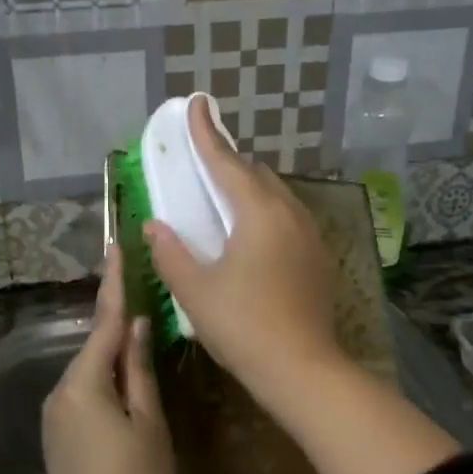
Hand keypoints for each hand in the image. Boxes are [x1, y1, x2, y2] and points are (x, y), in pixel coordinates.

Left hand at [40, 245, 175, 473]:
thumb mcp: (148, 424)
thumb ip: (140, 370)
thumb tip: (139, 326)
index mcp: (84, 382)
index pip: (104, 321)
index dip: (113, 283)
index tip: (116, 247)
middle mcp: (61, 390)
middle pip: (96, 345)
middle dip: (119, 321)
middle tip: (144, 291)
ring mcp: (56, 415)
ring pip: (91, 371)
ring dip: (116, 354)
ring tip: (146, 337)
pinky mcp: (59, 436)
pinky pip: (86, 393)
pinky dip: (108, 380)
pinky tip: (129, 383)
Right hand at [143, 96, 344, 395]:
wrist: (303, 370)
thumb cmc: (244, 326)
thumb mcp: (195, 290)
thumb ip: (170, 252)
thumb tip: (155, 225)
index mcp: (259, 213)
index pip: (226, 162)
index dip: (206, 133)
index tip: (196, 103)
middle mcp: (290, 214)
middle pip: (255, 174)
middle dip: (227, 162)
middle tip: (201, 161)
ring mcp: (309, 235)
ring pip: (275, 195)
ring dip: (248, 188)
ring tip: (221, 196)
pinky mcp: (317, 258)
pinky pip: (286, 217)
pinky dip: (263, 211)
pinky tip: (249, 235)